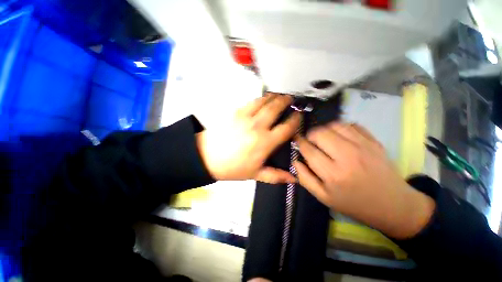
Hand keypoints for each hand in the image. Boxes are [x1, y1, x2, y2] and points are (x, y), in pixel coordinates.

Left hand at [197, 93, 300, 183]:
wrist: (207, 156)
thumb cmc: (232, 167)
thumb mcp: (255, 174)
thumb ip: (275, 176)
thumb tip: (293, 179)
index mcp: (265, 143)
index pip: (286, 128)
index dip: (295, 120)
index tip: (298, 115)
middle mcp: (257, 126)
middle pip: (276, 108)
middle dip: (286, 101)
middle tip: (291, 99)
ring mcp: (246, 117)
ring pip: (264, 101)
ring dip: (274, 97)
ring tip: (279, 96)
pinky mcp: (236, 112)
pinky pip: (251, 101)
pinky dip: (260, 98)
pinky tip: (263, 99)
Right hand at [294, 123, 434, 238]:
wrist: (393, 205)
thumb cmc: (354, 204)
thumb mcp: (324, 197)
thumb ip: (305, 179)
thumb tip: (295, 161)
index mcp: (332, 174)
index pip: (308, 150)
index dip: (299, 143)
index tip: (297, 141)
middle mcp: (346, 156)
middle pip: (320, 133)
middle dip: (310, 135)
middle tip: (310, 141)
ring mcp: (362, 146)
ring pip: (334, 125)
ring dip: (324, 129)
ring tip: (324, 138)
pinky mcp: (374, 141)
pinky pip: (352, 124)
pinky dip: (341, 127)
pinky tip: (340, 136)